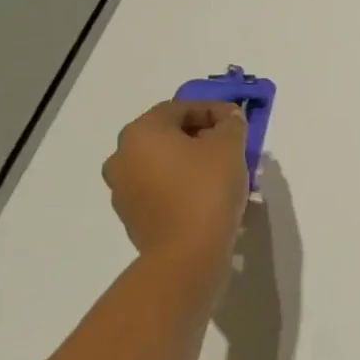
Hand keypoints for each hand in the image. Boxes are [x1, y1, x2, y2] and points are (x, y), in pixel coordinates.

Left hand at [102, 100, 248, 263]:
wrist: (187, 252)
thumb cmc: (207, 187)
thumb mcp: (230, 145)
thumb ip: (231, 123)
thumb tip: (228, 118)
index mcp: (141, 132)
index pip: (179, 107)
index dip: (212, 109)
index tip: (237, 120)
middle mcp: (122, 156)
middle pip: (166, 134)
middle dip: (200, 134)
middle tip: (230, 143)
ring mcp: (122, 188)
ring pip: (161, 161)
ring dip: (189, 159)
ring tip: (220, 169)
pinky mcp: (131, 215)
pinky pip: (158, 187)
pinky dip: (179, 182)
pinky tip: (205, 193)